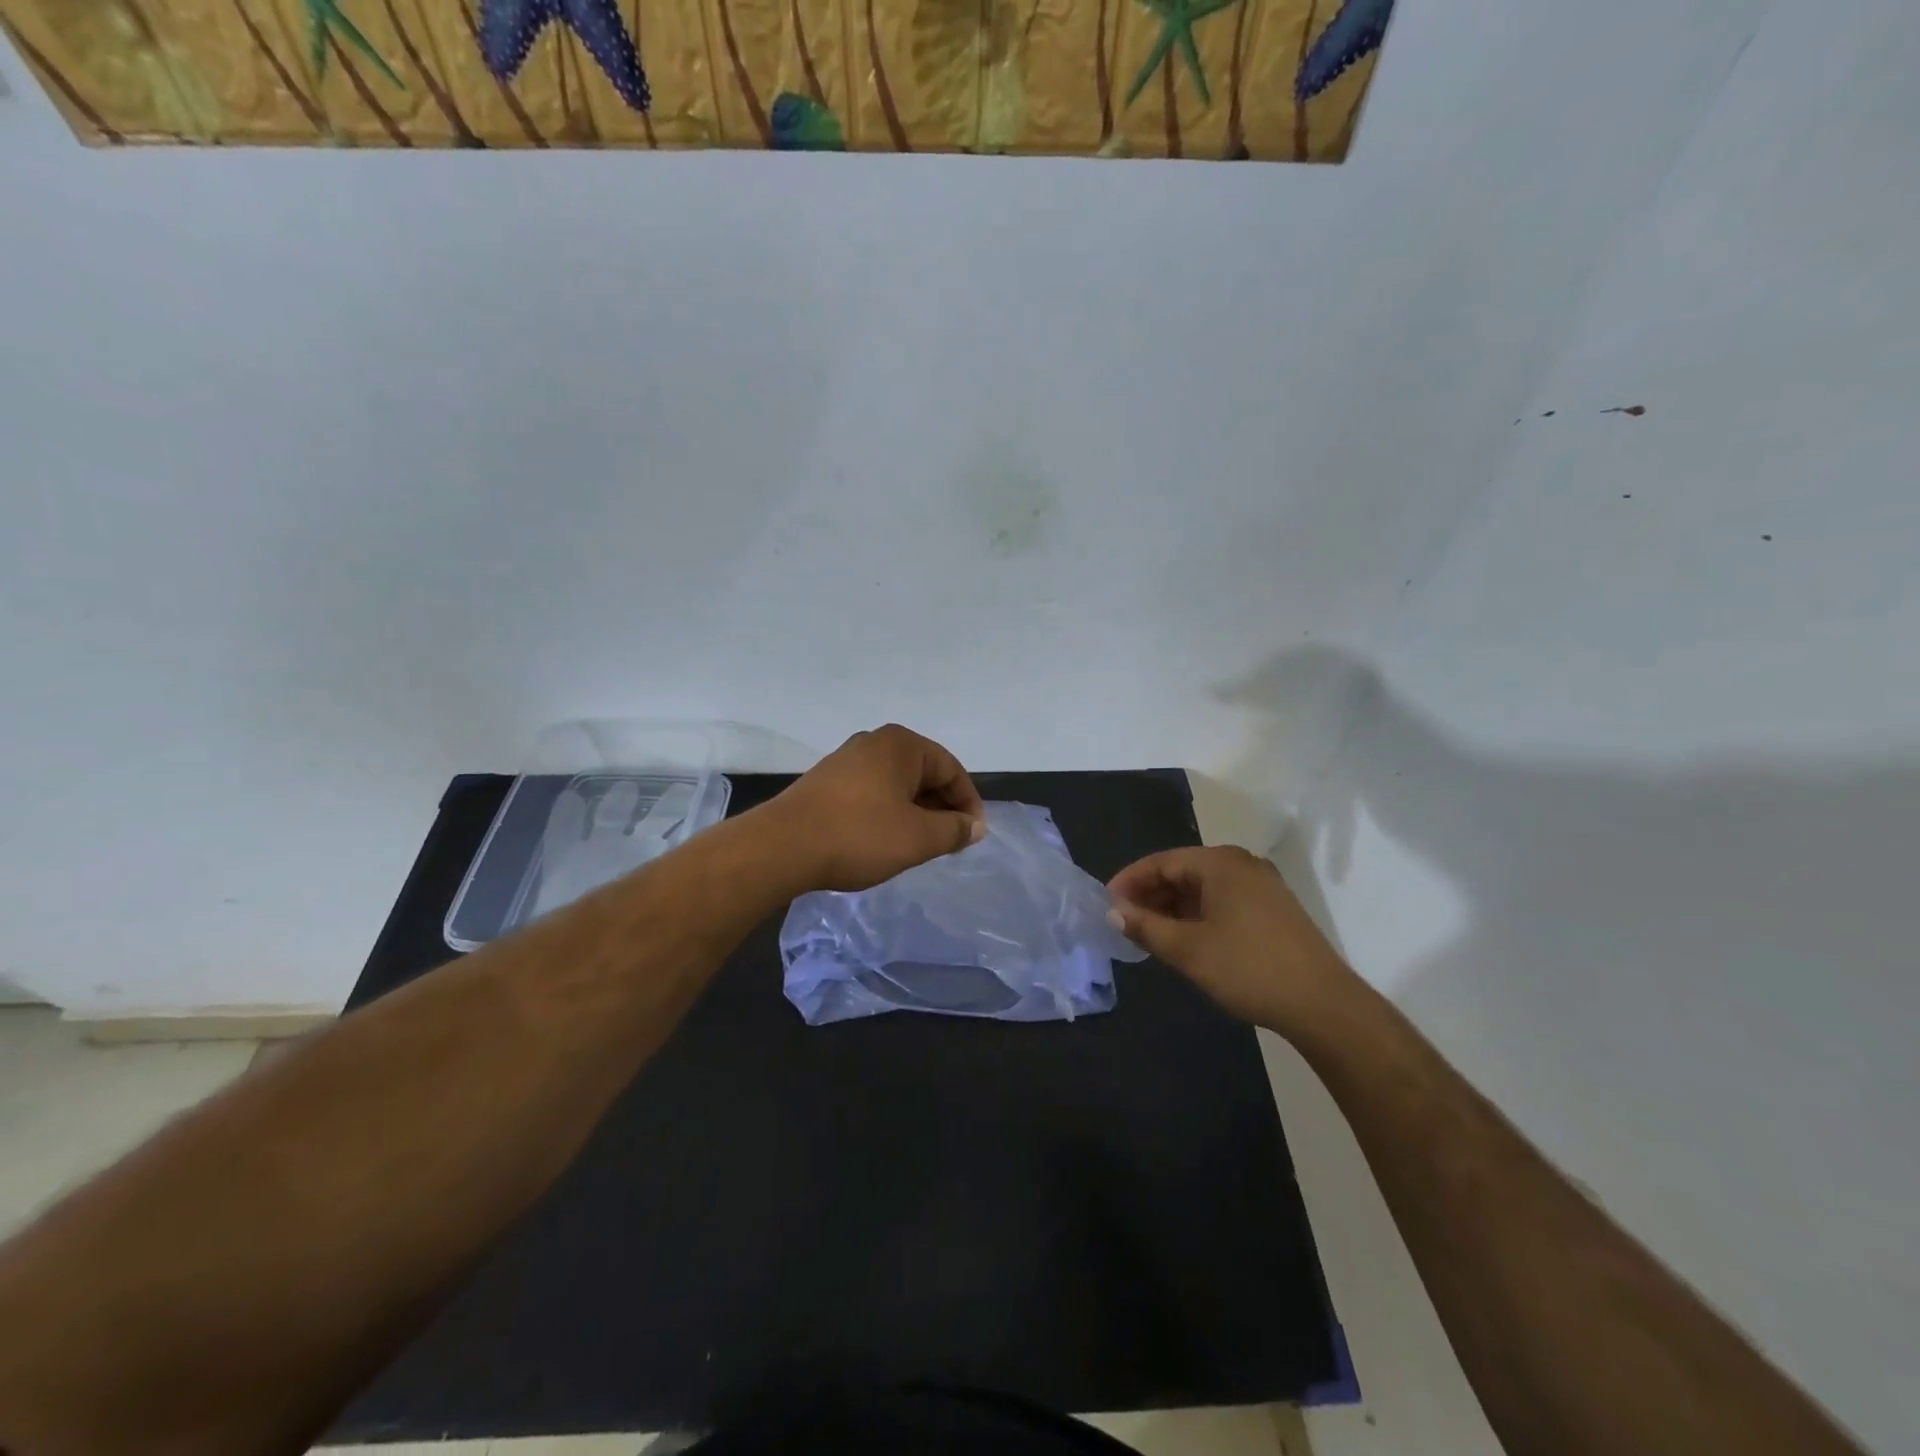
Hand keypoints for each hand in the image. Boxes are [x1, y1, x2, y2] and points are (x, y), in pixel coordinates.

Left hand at [761, 725, 986, 892]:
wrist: (782, 847)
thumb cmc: (859, 835)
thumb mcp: (918, 838)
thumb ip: (954, 830)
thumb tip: (976, 826)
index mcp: (902, 745)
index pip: (951, 769)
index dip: (968, 803)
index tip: (973, 835)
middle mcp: (875, 742)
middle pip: (924, 773)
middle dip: (941, 807)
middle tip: (950, 842)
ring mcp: (847, 760)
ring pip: (897, 784)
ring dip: (915, 812)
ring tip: (921, 845)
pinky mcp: (827, 781)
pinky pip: (873, 792)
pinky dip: (888, 812)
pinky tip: (885, 839)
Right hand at [1108, 846, 1354, 1032]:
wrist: (1324, 1005)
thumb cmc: (1249, 968)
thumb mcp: (1188, 950)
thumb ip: (1146, 927)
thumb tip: (1113, 912)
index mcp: (1221, 863)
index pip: (1162, 862)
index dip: (1130, 881)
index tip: (1106, 903)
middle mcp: (1242, 865)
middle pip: (1183, 871)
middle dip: (1151, 895)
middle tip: (1124, 921)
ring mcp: (1262, 886)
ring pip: (1203, 889)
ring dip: (1173, 908)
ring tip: (1149, 934)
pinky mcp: (1273, 909)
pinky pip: (1223, 901)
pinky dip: (1197, 915)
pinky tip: (1184, 939)